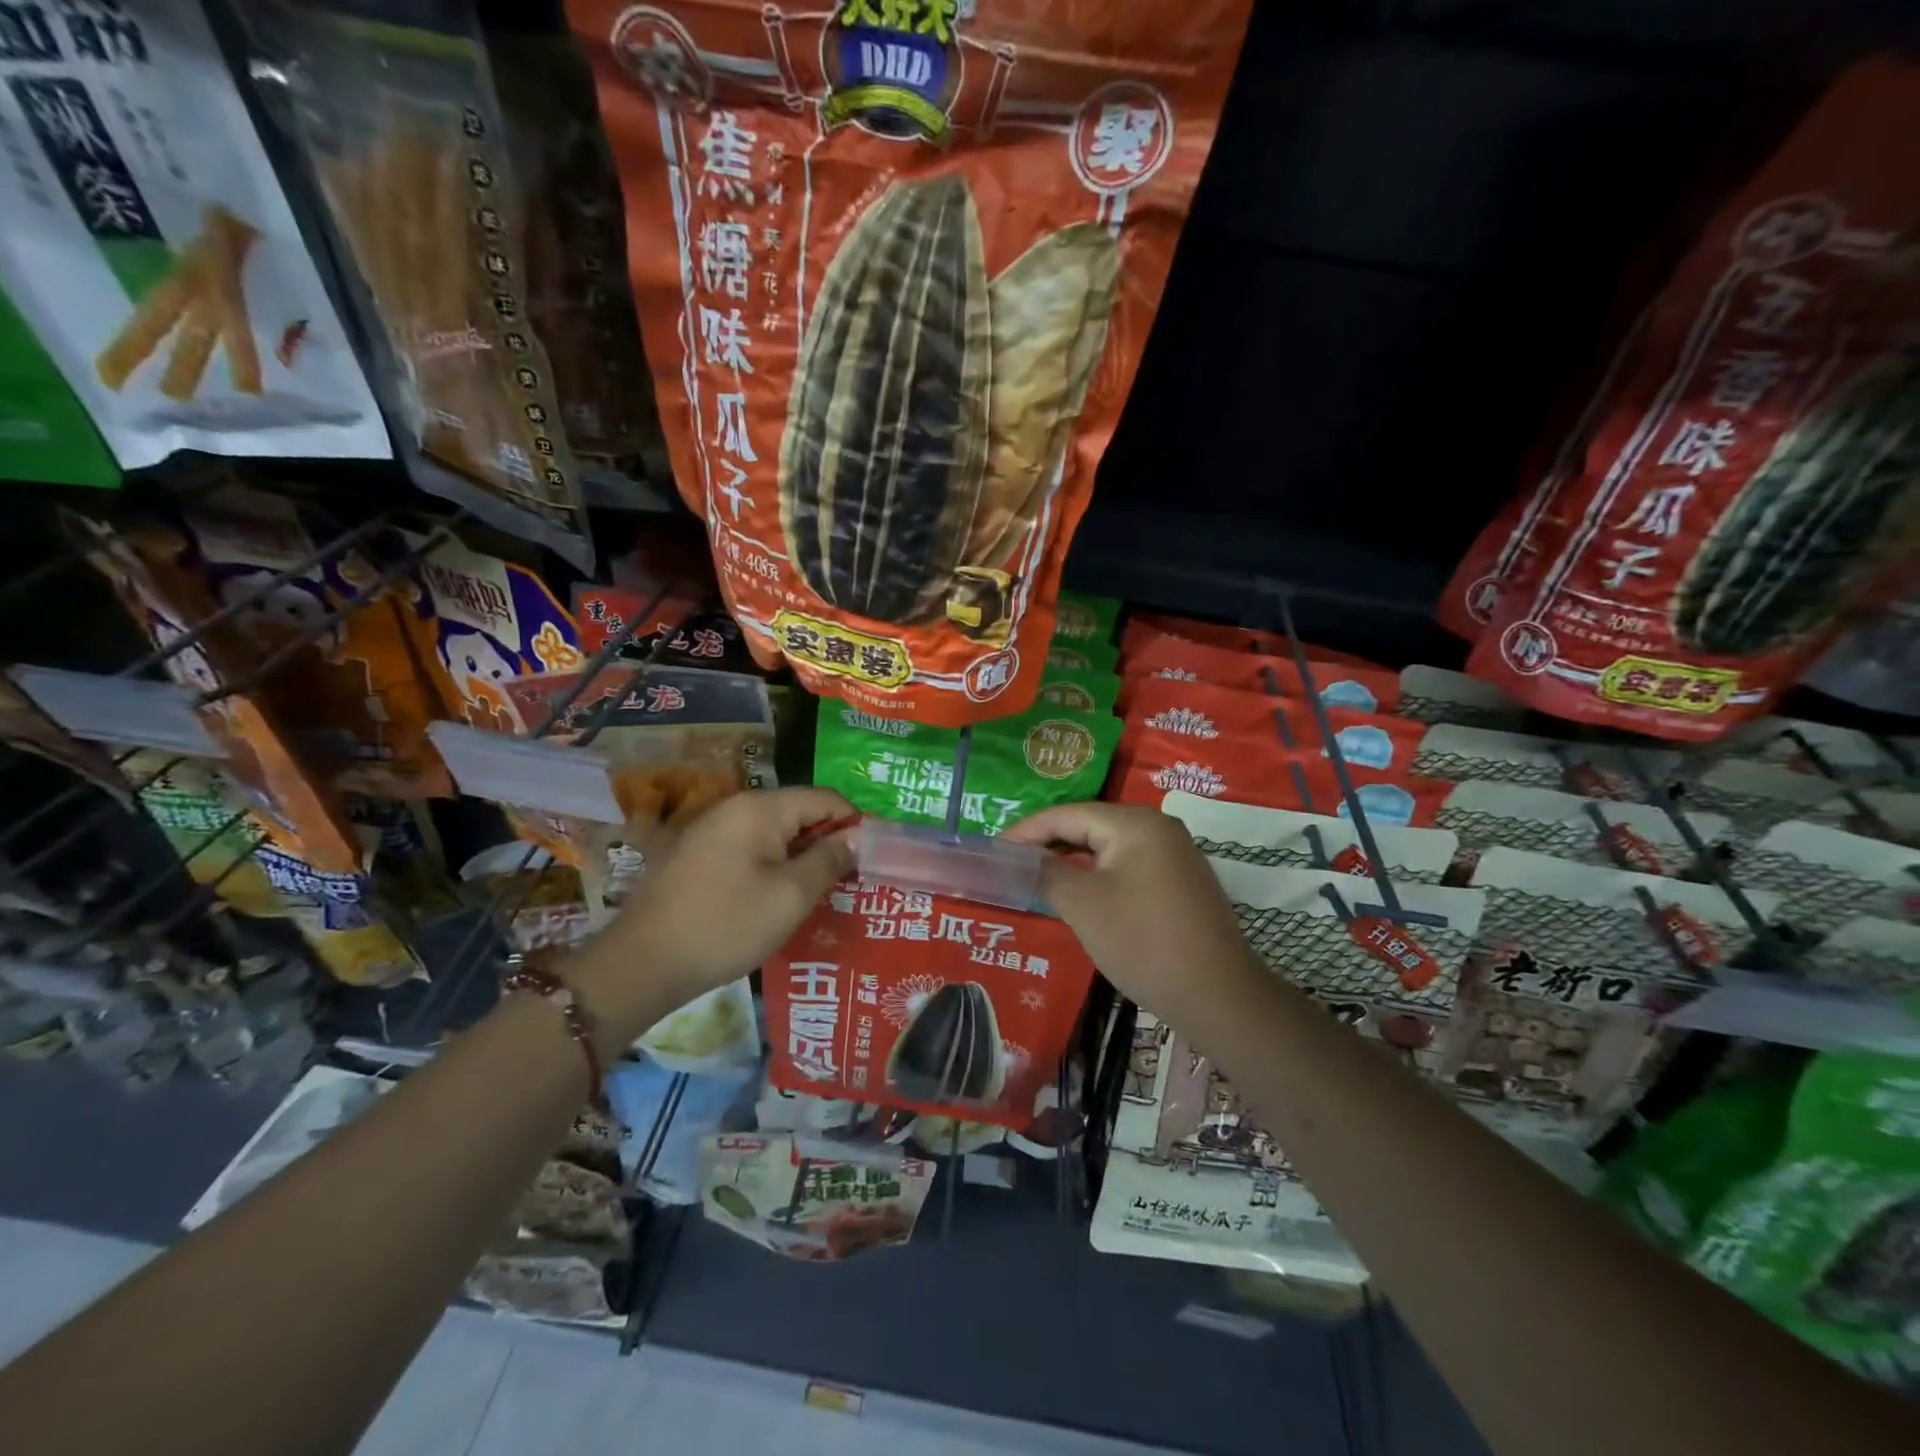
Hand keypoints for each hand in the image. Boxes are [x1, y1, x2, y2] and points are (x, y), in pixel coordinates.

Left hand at [575, 787, 854, 1037]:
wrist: (642, 963)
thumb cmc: (727, 925)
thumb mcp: (791, 895)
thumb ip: (830, 859)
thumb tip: (858, 835)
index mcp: (760, 808)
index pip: (825, 798)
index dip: (855, 823)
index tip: (873, 858)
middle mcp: (735, 808)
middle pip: (799, 813)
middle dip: (829, 842)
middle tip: (851, 881)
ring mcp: (713, 831)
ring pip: (775, 834)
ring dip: (802, 857)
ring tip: (822, 893)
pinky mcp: (699, 856)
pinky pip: (751, 850)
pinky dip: (774, 867)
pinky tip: (780, 898)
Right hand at [1001, 802, 1265, 1027]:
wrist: (1217, 995)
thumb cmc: (1142, 942)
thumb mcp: (1083, 905)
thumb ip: (1046, 873)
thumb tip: (1021, 859)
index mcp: (1135, 823)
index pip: (1068, 813)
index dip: (1027, 830)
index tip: (994, 848)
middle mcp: (1158, 827)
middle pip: (1090, 824)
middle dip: (1049, 842)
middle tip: (1011, 862)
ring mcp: (1174, 853)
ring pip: (1109, 846)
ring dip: (1072, 858)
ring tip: (1036, 874)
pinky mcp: (1181, 880)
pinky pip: (1128, 864)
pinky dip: (1098, 873)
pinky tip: (1079, 891)